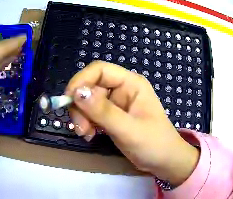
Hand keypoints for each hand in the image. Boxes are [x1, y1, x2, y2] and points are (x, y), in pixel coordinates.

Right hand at [65, 61, 198, 185]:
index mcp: (131, 84)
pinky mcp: (113, 117)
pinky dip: (87, 123)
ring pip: (88, 102)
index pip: (100, 70)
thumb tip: (76, 92)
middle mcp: (123, 89)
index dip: (81, 81)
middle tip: (80, 128)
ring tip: (86, 134)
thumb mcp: (128, 129)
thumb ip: (103, 111)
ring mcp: (117, 104)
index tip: (68, 101)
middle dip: (81, 106)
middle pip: (91, 87)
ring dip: (82, 117)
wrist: (164, 161)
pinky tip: (90, 136)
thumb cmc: (153, 143)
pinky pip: (92, 114)